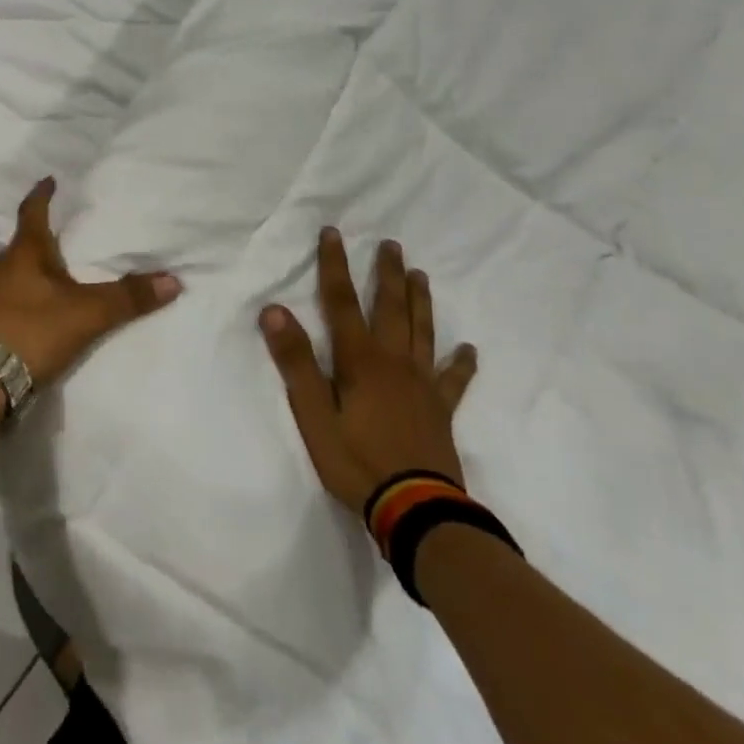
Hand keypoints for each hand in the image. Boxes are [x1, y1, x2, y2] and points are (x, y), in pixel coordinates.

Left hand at [0, 178, 182, 387]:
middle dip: (44, 236)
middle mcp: (3, 268)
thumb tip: (173, 280)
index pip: (32, 212)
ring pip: (18, 272)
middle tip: (67, 231)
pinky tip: (45, 307)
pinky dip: (32, 294)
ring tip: (61, 269)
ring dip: (37, 268)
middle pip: (24, 243)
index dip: (43, 195)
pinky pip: (14, 297)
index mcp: (24, 253)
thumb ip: (128, 297)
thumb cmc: (31, 332)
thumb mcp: (87, 314)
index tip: (50, 179)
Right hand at [260, 229, 478, 515]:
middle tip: (391, 244)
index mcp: (359, 360)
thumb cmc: (355, 461)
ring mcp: (422, 384)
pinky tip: (468, 349)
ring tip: (420, 274)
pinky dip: (460, 362)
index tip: (332, 233)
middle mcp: (393, 361)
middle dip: (386, 273)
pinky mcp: (441, 410)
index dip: (334, 265)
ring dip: (419, 301)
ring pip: (422, 331)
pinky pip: (453, 379)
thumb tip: (274, 310)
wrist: (415, 509)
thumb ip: (295, 361)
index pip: (340, 301)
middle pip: (389, 307)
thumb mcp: (312, 413)